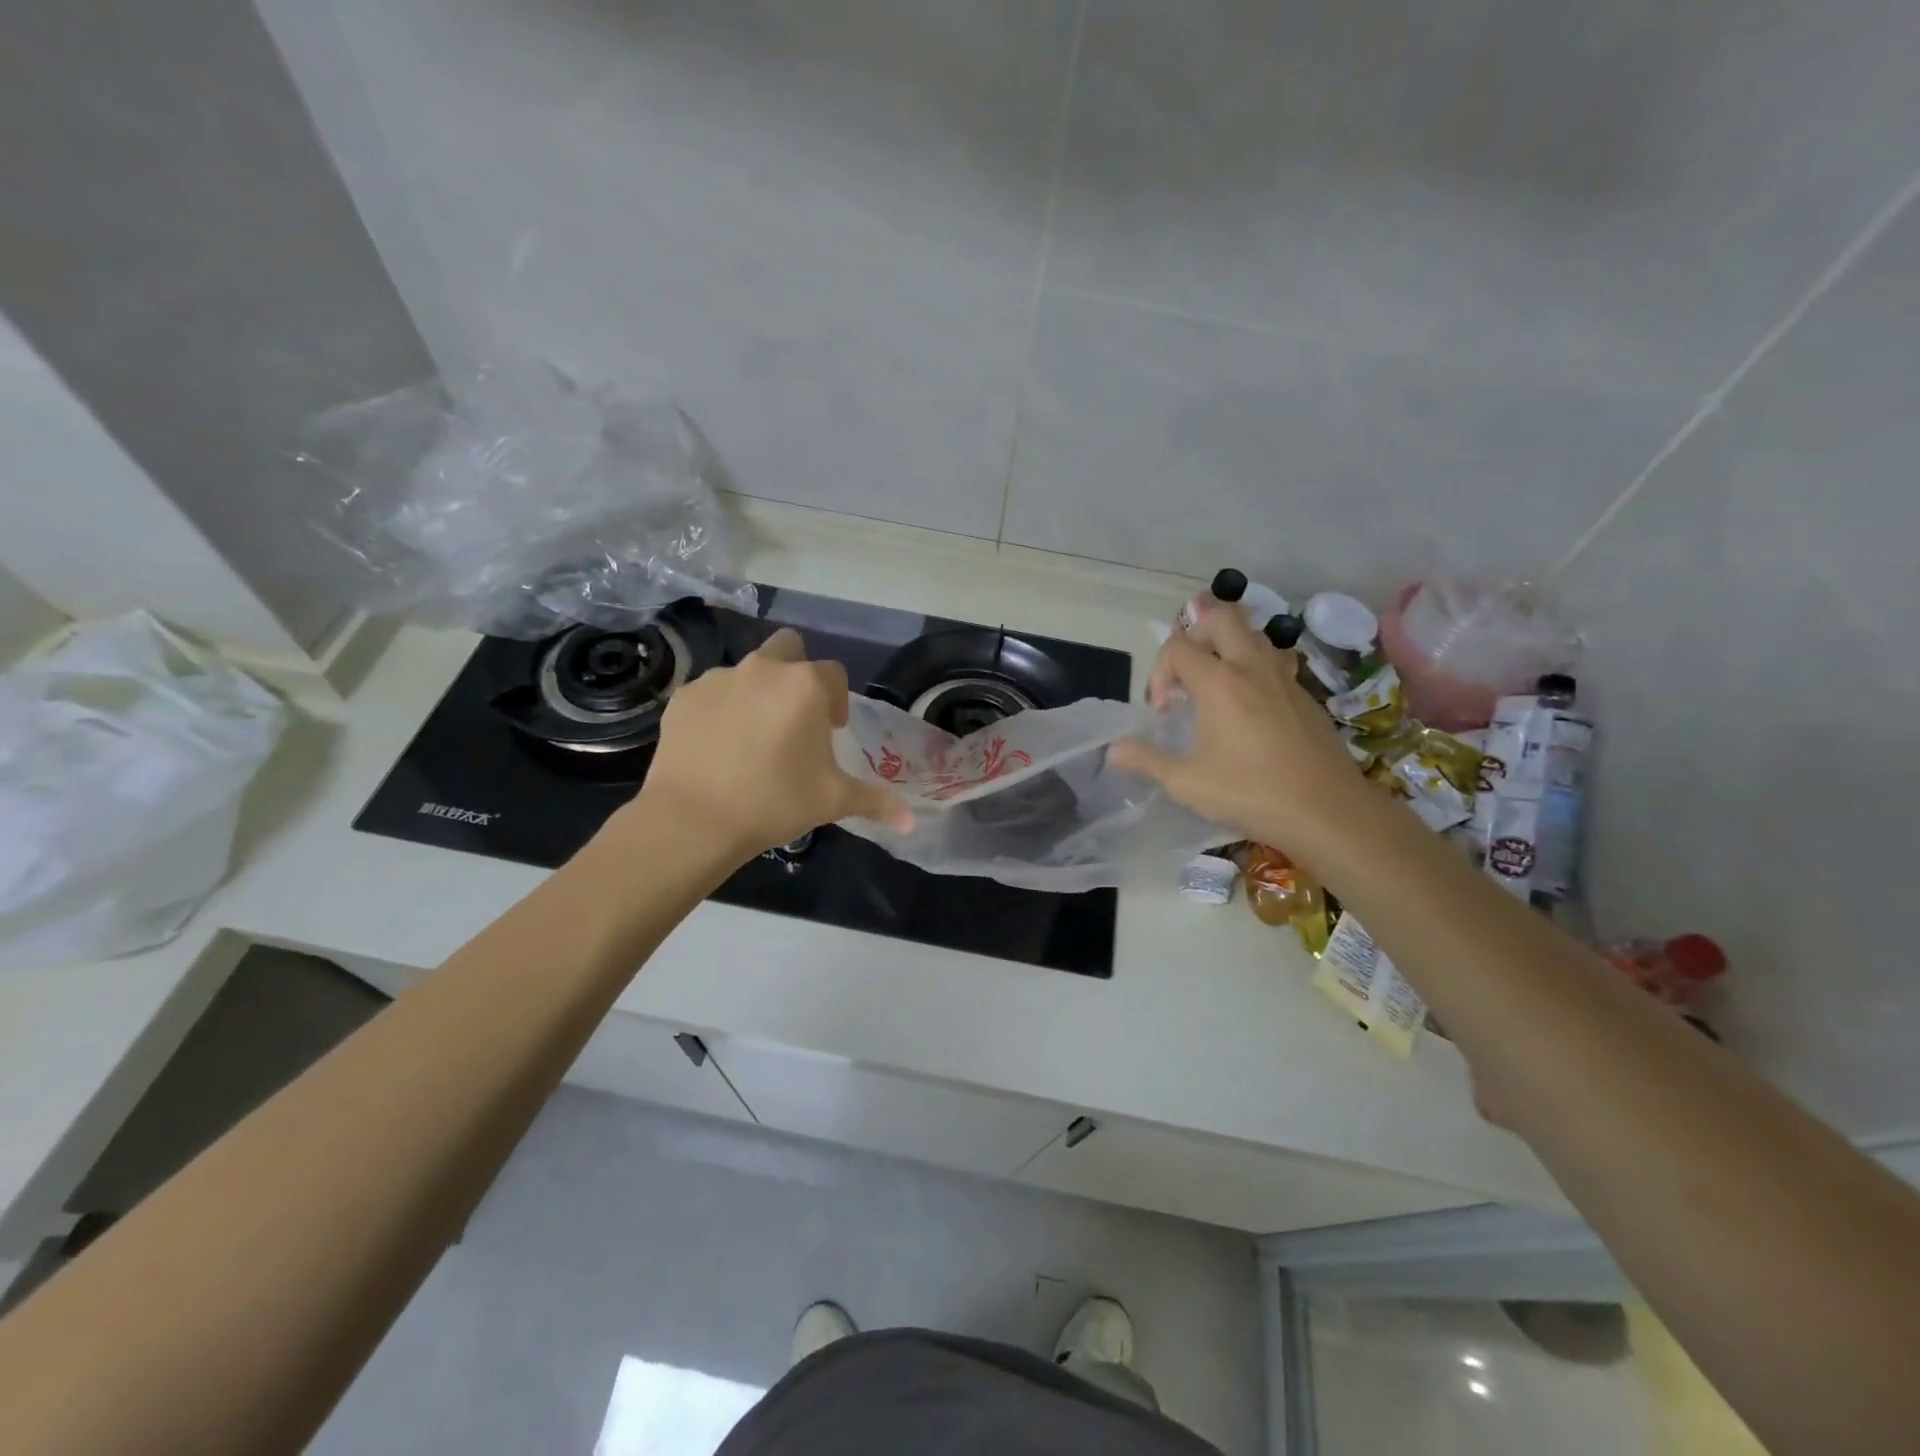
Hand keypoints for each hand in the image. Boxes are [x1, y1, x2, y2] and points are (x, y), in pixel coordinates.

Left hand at [626, 628, 913, 859]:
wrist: (694, 819)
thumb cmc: (775, 802)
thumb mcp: (832, 801)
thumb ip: (875, 802)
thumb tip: (910, 822)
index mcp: (805, 685)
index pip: (834, 675)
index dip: (837, 700)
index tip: (832, 731)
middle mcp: (763, 669)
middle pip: (789, 648)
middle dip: (797, 672)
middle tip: (795, 716)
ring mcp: (719, 679)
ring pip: (748, 670)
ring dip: (758, 692)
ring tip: (754, 737)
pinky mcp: (685, 697)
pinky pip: (713, 693)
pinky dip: (721, 710)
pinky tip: (719, 746)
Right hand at [1108, 606, 1369, 854]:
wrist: (1329, 812)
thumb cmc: (1251, 793)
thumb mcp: (1186, 783)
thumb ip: (1146, 760)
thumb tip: (1113, 751)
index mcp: (1219, 682)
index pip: (1177, 646)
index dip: (1159, 672)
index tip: (1164, 712)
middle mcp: (1252, 668)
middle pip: (1221, 617)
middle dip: (1195, 635)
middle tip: (1188, 675)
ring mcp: (1284, 679)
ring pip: (1254, 635)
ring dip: (1228, 648)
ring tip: (1217, 687)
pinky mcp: (1306, 697)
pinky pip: (1276, 663)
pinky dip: (1254, 671)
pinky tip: (1250, 711)